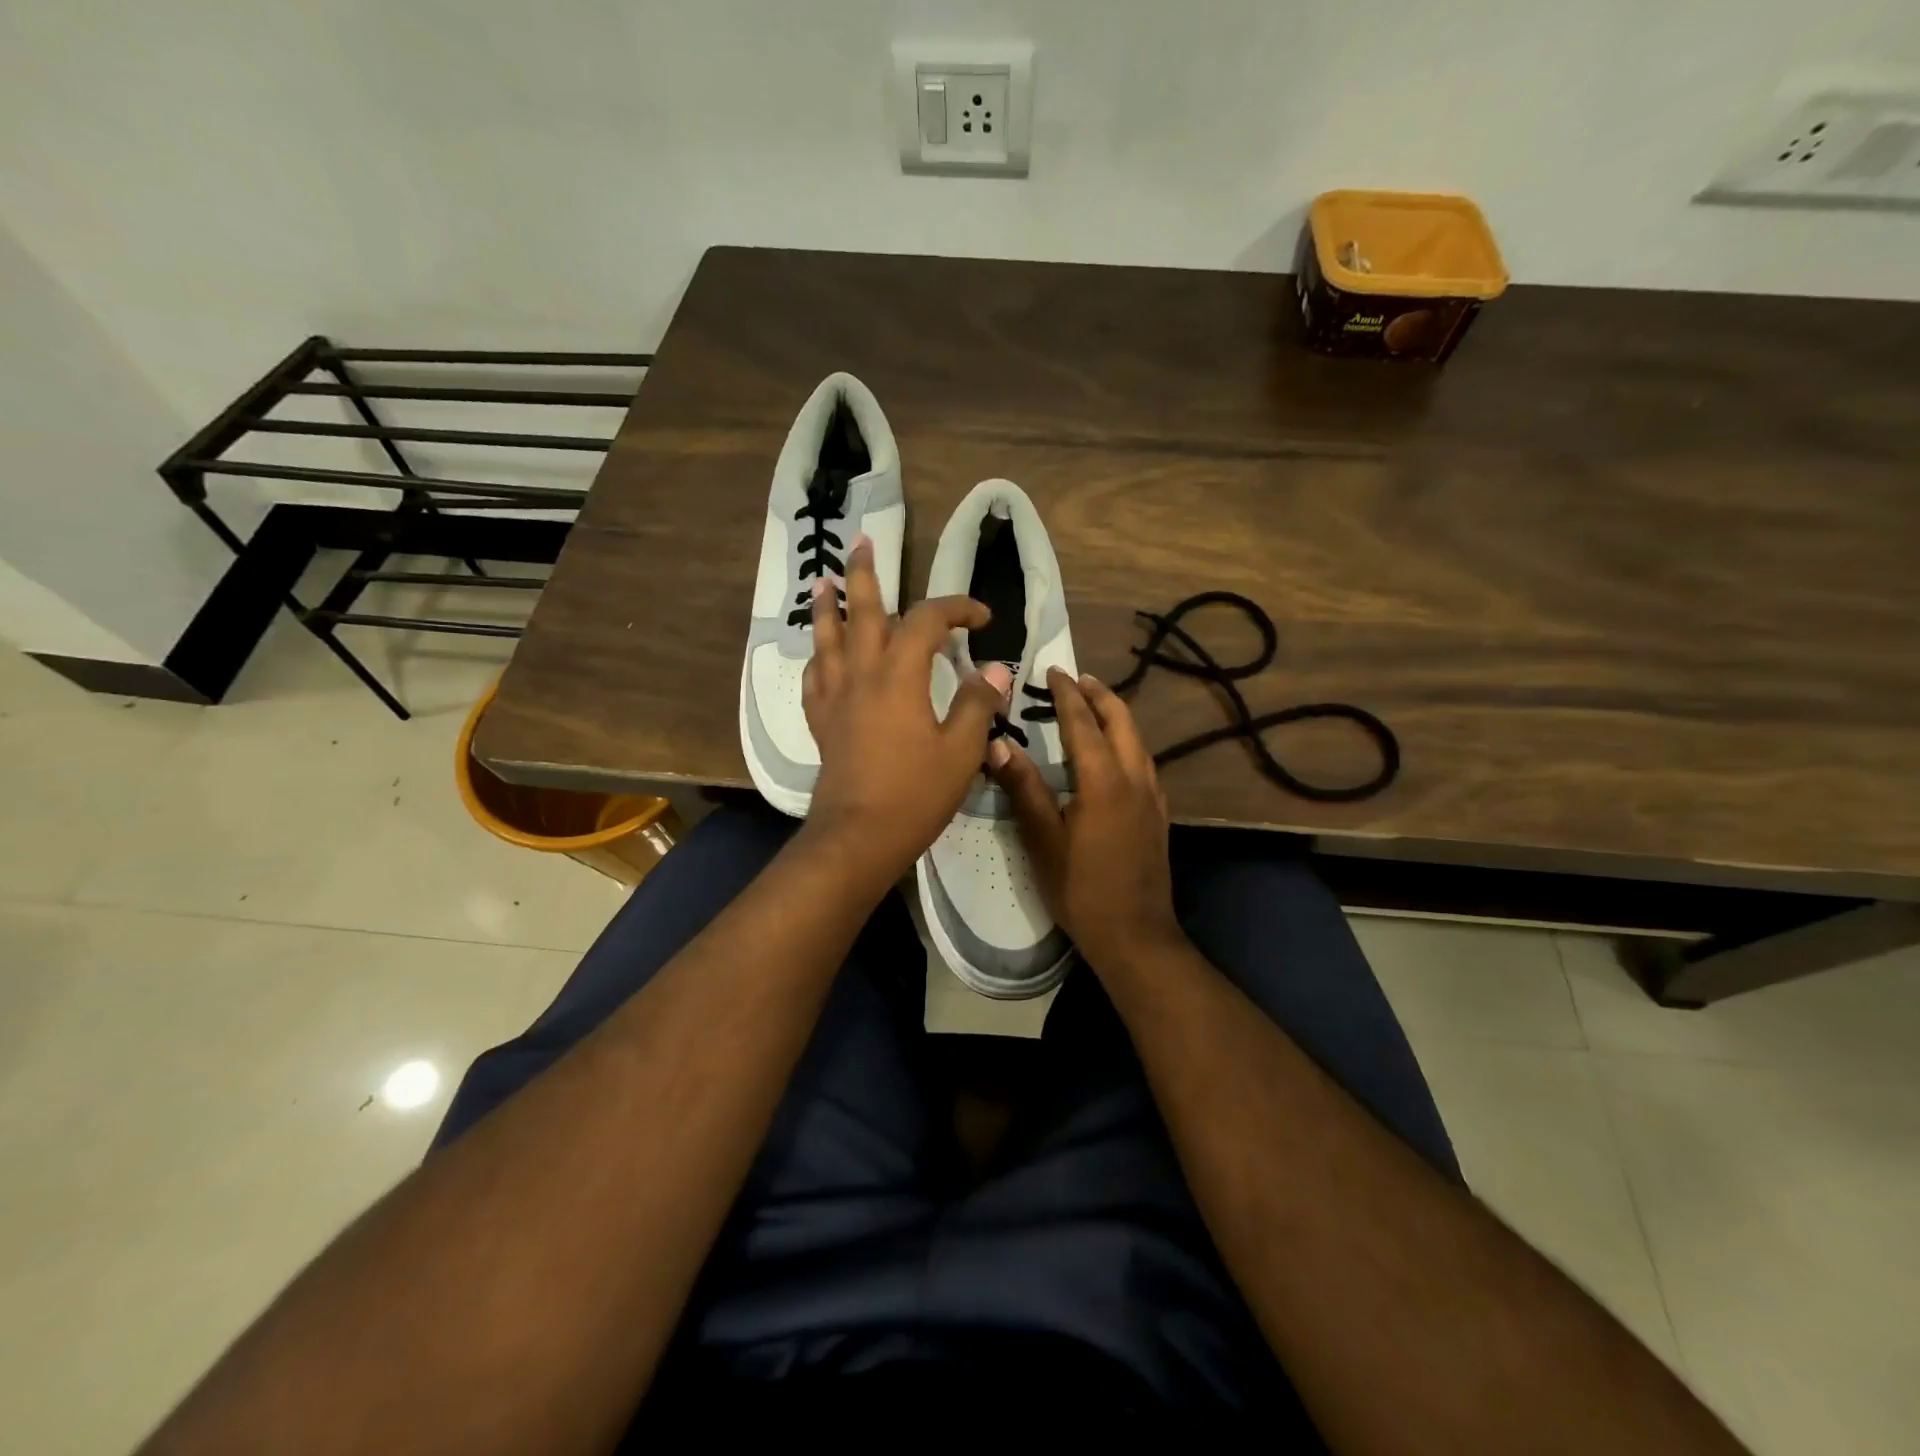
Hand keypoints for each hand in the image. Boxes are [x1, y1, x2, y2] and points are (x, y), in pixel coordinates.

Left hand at [801, 535, 1012, 888]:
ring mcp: (836, 697)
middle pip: (861, 612)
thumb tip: (996, 669)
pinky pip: (815, 678)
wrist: (858, 836)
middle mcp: (862, 674)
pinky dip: (818, 658)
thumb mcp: (962, 751)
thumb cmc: (915, 794)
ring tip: (823, 581)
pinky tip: (819, 656)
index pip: (927, 621)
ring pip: (827, 639)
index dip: (956, 608)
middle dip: (865, 576)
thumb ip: (978, 703)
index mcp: (900, 675)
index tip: (981, 618)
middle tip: (862, 544)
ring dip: (827, 607)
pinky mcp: (821, 722)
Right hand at [987, 667, 1183, 973]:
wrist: (1136, 935)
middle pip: (1121, 721)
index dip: (1067, 694)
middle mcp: (1134, 778)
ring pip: (1137, 740)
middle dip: (1100, 695)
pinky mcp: (1158, 814)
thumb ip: (1024, 789)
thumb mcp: (1043, 841)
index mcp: (1104, 780)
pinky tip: (1114, 754)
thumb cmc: (1081, 889)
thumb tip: (998, 744)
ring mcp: (1152, 796)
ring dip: (1115, 716)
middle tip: (1076, 679)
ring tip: (1093, 706)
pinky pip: (1144, 762)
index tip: (1053, 670)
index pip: (1083, 723)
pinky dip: (1127, 742)